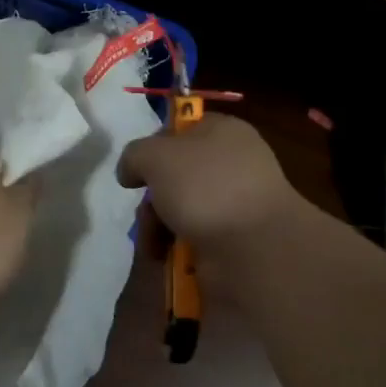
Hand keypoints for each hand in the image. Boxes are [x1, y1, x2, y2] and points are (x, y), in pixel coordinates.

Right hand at [116, 113, 305, 252]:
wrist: (255, 247)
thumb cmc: (206, 186)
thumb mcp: (156, 156)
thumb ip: (134, 156)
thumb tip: (130, 172)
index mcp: (222, 131)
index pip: (180, 128)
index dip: (154, 145)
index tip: (138, 168)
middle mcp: (231, 163)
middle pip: (175, 174)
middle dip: (153, 197)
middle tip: (146, 213)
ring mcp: (235, 203)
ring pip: (180, 208)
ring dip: (158, 227)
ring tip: (153, 244)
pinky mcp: (234, 239)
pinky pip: (194, 237)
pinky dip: (176, 246)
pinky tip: (167, 258)